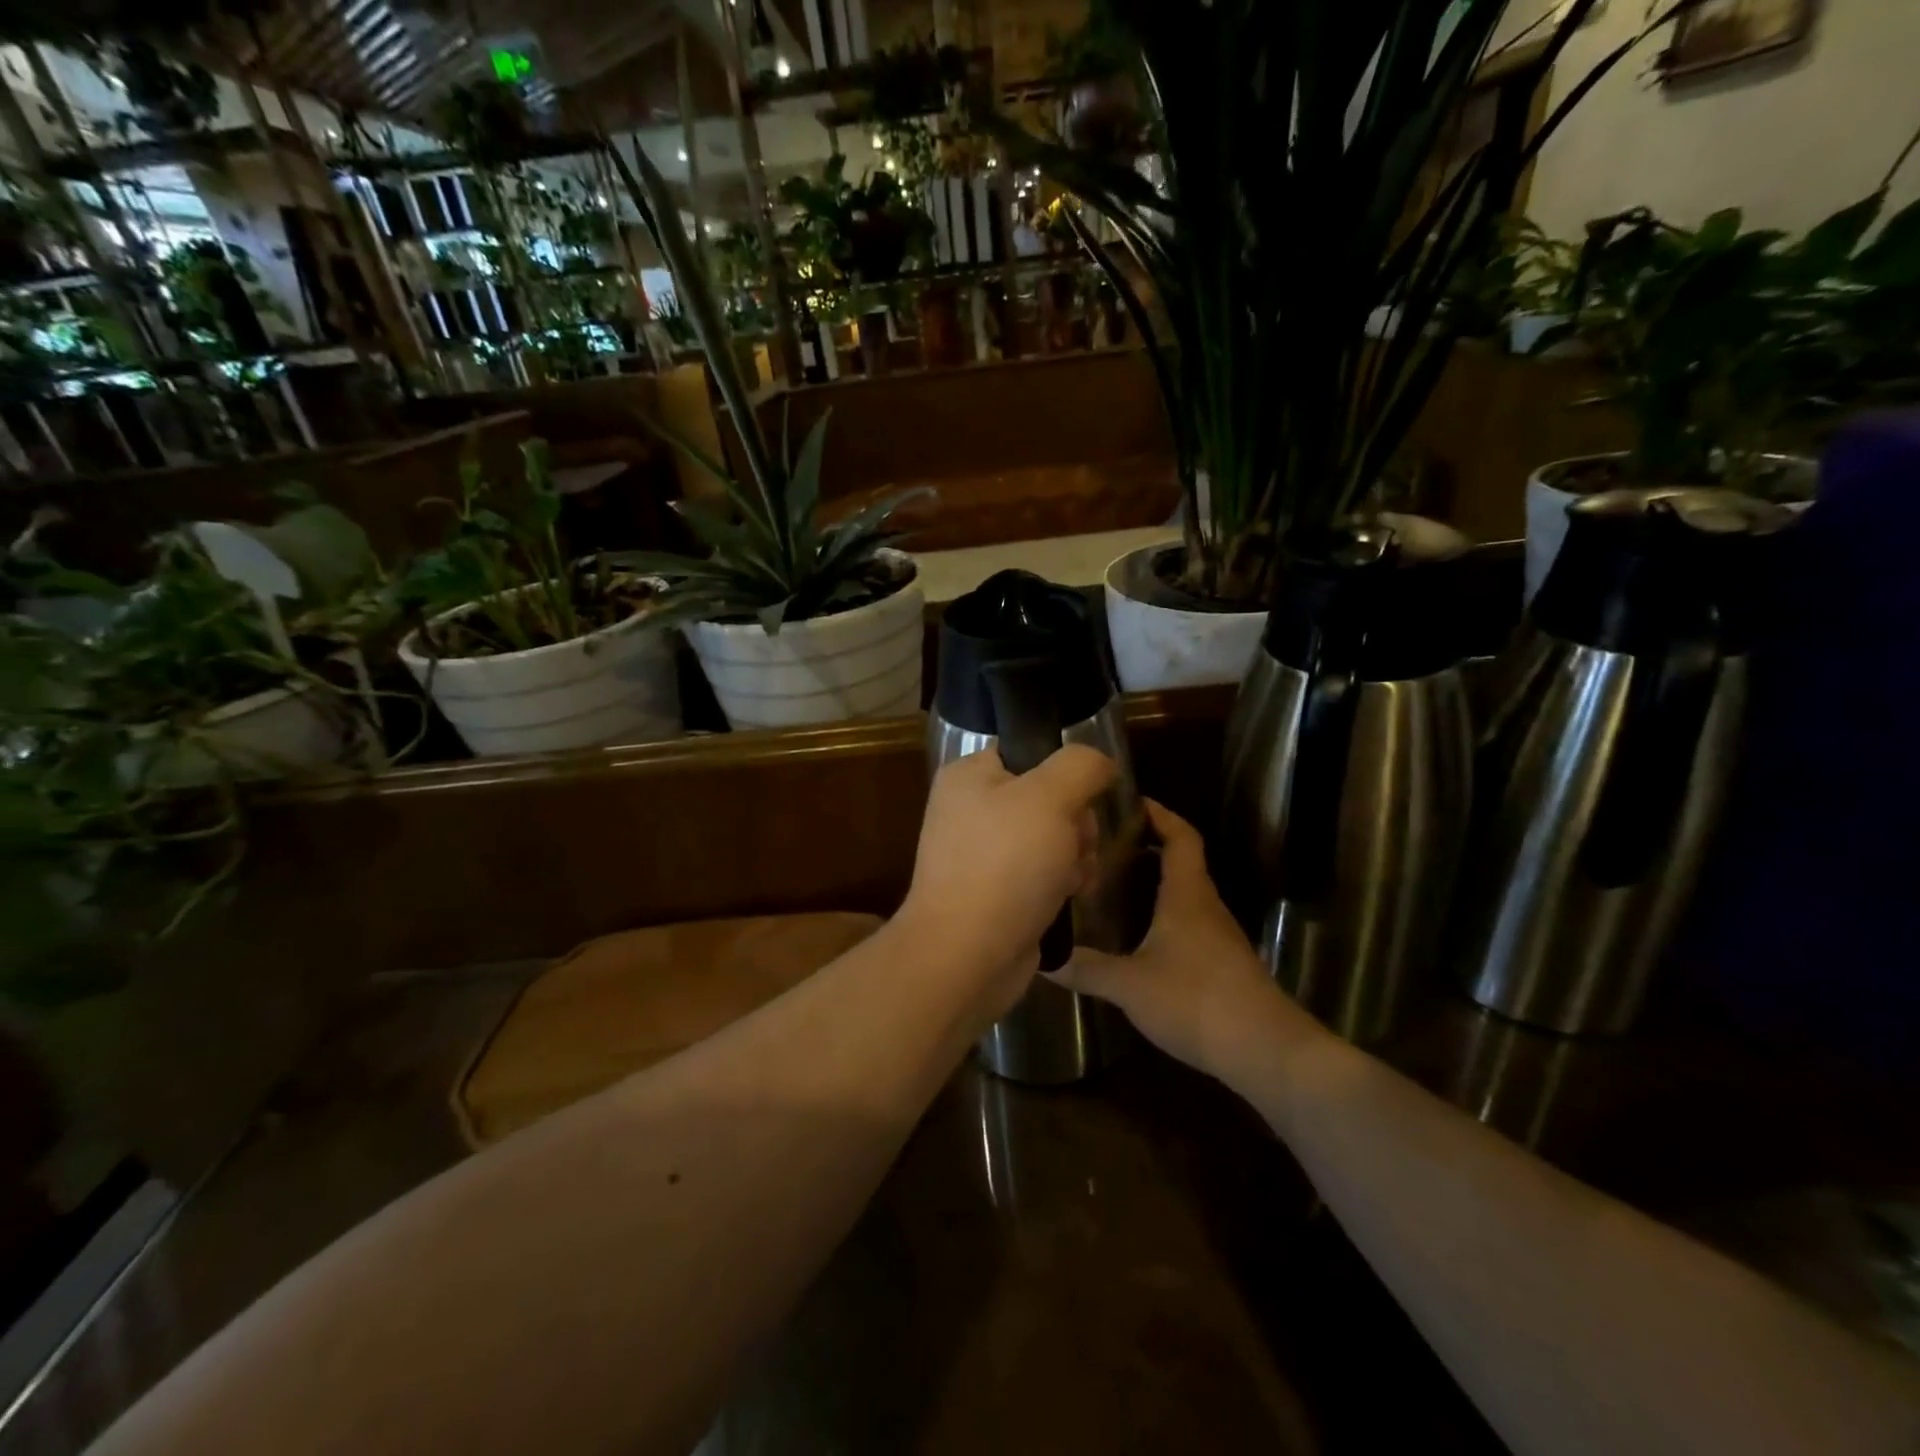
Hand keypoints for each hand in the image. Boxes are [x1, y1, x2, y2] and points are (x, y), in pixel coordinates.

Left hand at [899, 745, 1116, 1016]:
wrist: (966, 955)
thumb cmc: (1005, 865)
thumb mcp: (1049, 797)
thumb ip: (1081, 765)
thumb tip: (1099, 764)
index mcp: (970, 775)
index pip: (1031, 752)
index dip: (1065, 774)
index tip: (1079, 799)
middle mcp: (972, 809)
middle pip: (1050, 797)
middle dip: (1076, 824)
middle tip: (1074, 845)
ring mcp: (983, 853)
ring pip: (1054, 837)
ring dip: (1076, 855)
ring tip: (1072, 878)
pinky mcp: (997, 891)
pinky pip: (1044, 872)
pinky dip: (1062, 882)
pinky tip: (1069, 897)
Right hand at [1053, 800, 1322, 1084]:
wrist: (1265, 1050)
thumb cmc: (1196, 1000)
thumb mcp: (1130, 985)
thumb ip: (1088, 968)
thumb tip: (1044, 958)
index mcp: (1187, 894)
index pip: (1180, 836)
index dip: (1159, 814)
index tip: (1130, 801)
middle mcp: (1206, 906)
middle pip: (1181, 862)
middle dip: (1147, 846)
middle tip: (1104, 845)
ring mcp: (1218, 935)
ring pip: (1184, 894)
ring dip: (1155, 882)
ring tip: (1112, 885)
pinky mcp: (1222, 963)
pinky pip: (1189, 922)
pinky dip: (1163, 914)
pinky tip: (1138, 936)